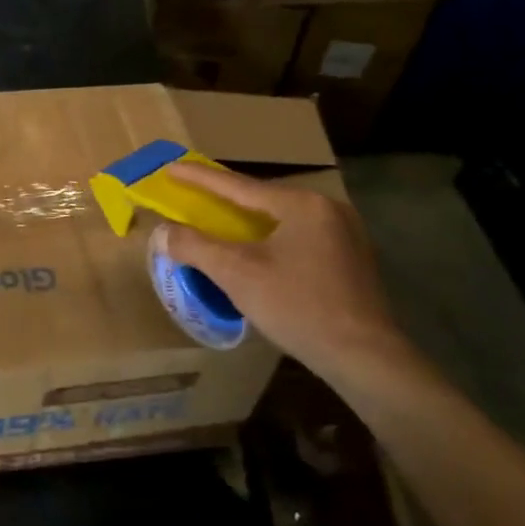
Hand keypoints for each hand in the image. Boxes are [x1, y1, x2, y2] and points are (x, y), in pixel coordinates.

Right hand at [163, 163, 408, 379]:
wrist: (364, 357)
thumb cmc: (297, 307)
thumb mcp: (237, 274)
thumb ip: (195, 247)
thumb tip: (161, 232)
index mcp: (301, 204)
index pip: (238, 186)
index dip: (200, 178)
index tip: (171, 168)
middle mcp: (328, 209)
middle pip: (263, 199)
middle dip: (226, 200)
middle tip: (195, 197)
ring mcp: (346, 234)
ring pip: (282, 219)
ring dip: (249, 222)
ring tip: (221, 223)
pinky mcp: (352, 259)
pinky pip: (300, 237)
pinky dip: (272, 239)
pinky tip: (259, 252)